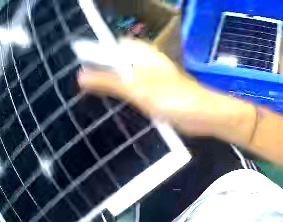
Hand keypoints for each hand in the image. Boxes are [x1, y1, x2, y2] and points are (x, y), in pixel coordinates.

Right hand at [78, 39, 219, 136]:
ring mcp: (149, 77)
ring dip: (107, 82)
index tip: (79, 64)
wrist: (202, 115)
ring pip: (122, 75)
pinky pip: (130, 88)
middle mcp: (144, 61)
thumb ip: (108, 81)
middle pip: (116, 60)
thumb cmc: (171, 98)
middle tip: (81, 82)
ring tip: (88, 92)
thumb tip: (81, 76)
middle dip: (99, 69)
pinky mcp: (152, 91)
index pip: (113, 46)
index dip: (96, 53)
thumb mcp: (135, 88)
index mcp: (141, 53)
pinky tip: (109, 101)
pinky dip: (118, 92)